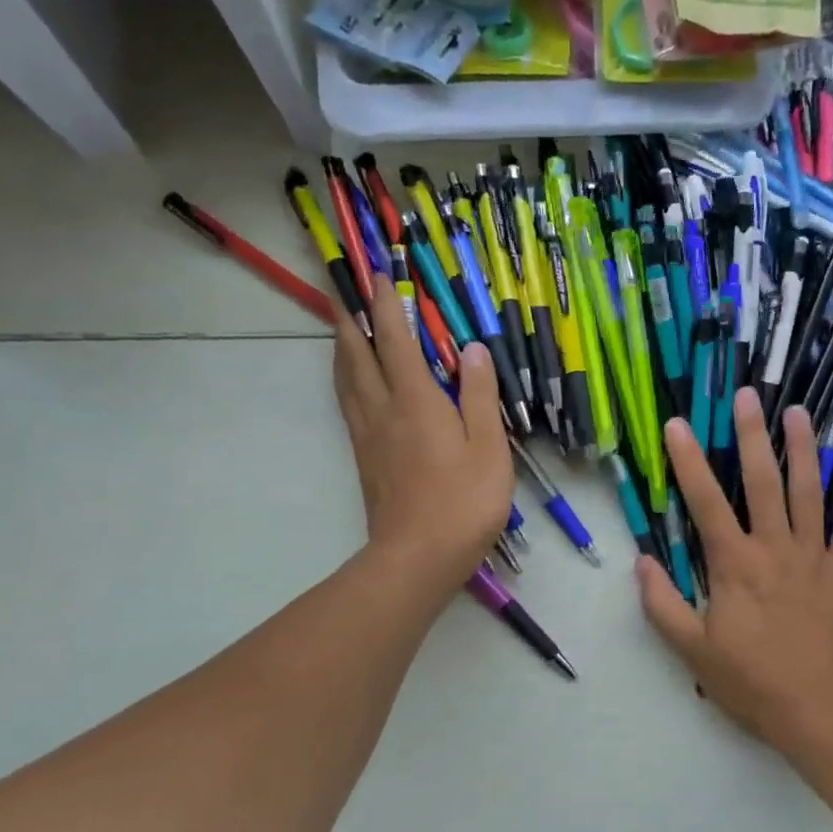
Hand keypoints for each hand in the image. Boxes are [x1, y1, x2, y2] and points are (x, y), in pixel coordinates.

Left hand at [334, 276, 512, 604]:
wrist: (417, 557)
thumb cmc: (463, 502)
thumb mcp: (488, 447)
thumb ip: (479, 395)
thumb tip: (471, 349)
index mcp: (416, 401)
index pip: (397, 341)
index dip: (388, 305)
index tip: (379, 274)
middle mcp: (383, 409)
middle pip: (357, 354)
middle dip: (353, 318)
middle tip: (347, 290)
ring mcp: (368, 435)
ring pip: (346, 378)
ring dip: (343, 346)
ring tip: (344, 327)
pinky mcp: (364, 458)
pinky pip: (348, 403)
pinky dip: (346, 378)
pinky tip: (353, 383)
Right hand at [637, 387, 832, 761]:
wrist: (818, 710)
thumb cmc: (751, 681)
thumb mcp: (692, 651)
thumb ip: (663, 604)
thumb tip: (643, 563)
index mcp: (735, 564)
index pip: (706, 502)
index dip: (688, 461)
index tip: (678, 425)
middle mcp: (775, 548)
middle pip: (763, 482)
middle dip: (752, 436)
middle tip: (748, 396)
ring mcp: (814, 557)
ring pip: (810, 493)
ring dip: (805, 450)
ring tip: (799, 412)